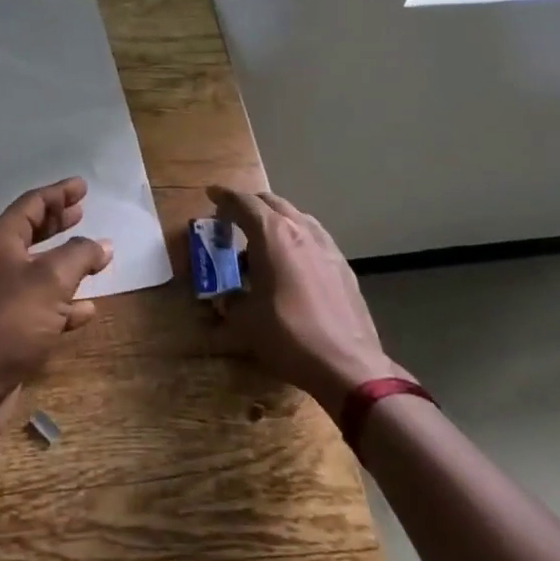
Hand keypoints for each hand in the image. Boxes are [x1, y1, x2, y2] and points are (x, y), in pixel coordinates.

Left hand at [0, 178, 110, 440]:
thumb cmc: (11, 319)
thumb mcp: (52, 280)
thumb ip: (80, 256)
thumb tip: (102, 245)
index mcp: (0, 240)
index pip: (32, 204)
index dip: (58, 193)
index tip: (82, 186)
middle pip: (31, 232)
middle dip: (58, 222)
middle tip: (82, 211)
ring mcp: (2, 296)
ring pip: (39, 270)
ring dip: (66, 262)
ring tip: (93, 255)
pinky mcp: (10, 327)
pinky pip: (42, 305)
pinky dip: (64, 302)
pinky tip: (87, 308)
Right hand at [205, 186, 408, 412]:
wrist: (347, 365)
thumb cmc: (288, 335)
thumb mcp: (244, 319)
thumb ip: (229, 299)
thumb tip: (224, 297)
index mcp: (272, 234)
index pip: (243, 203)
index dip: (224, 197)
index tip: (211, 195)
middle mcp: (300, 230)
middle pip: (271, 202)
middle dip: (249, 205)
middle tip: (232, 219)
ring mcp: (326, 246)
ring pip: (296, 217)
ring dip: (275, 220)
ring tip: (261, 241)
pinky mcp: (342, 265)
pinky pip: (313, 237)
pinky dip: (296, 238)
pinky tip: (291, 263)